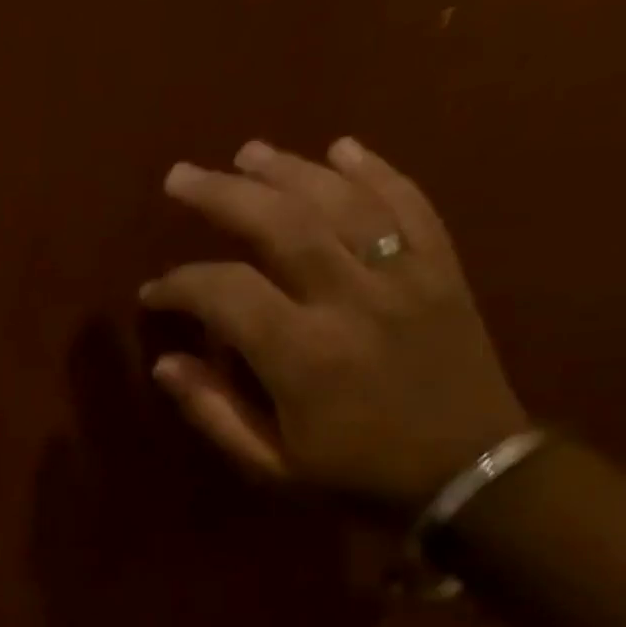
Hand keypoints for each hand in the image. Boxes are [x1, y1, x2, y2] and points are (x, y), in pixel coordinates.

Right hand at [138, 137, 528, 514]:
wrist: (472, 476)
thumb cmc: (357, 477)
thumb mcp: (270, 466)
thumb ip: (213, 413)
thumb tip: (165, 365)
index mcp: (303, 355)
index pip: (225, 293)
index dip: (179, 285)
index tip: (154, 293)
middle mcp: (351, 301)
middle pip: (280, 224)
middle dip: (223, 195)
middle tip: (181, 176)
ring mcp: (405, 278)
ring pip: (342, 202)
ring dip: (290, 170)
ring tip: (248, 152)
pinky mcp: (443, 272)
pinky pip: (411, 206)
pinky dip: (377, 172)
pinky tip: (343, 149)